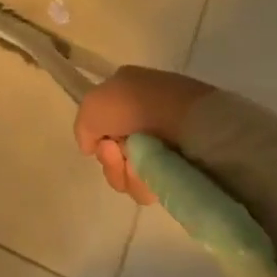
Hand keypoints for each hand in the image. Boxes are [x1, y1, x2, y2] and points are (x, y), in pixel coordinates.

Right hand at [73, 67, 211, 204]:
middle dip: (111, 160)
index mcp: (127, 92)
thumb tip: (91, 147)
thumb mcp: (94, 105)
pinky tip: (157, 174)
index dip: (97, 138)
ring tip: (141, 166)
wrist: (193, 124)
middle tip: (119, 155)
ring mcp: (167, 142)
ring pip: (130, 172)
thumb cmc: (139, 106)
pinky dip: (148, 183)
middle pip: (114, 152)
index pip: (101, 125)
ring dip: (127, 174)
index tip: (102, 143)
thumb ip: (83, 127)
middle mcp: (146, 116)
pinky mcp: (185, 167)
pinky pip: (153, 184)